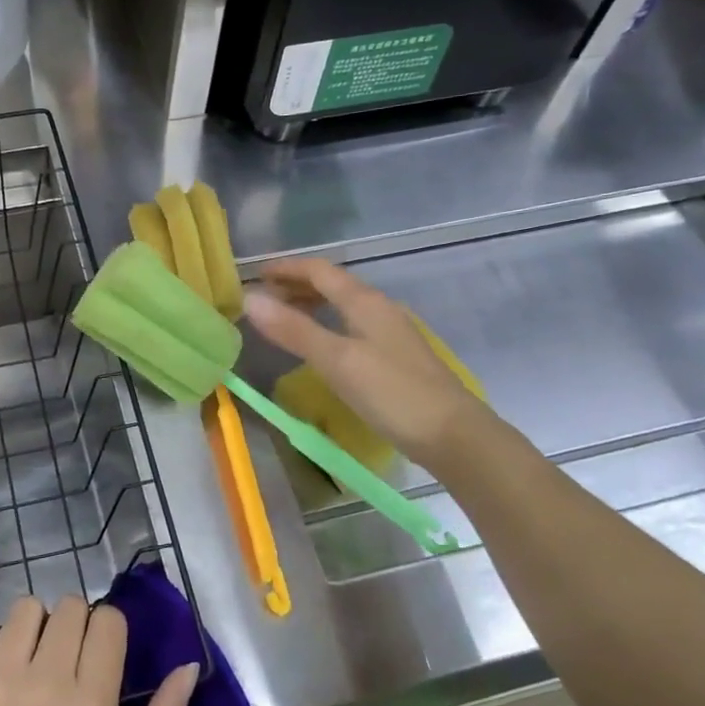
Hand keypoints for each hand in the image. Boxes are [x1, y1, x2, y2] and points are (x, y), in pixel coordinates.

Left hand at [0, 596, 198, 705]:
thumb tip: (186, 667)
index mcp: (91, 703)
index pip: (108, 620)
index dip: (106, 631)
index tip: (96, 655)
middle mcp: (46, 679)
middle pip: (69, 606)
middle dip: (71, 626)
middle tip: (60, 662)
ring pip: (24, 609)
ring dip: (30, 629)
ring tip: (23, 664)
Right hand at [243, 256, 495, 468]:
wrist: (455, 436)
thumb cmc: (393, 394)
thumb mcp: (337, 360)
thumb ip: (293, 330)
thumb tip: (249, 299)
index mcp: (365, 302)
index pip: (319, 271)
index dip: (286, 269)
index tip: (254, 275)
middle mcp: (379, 309)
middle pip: (333, 285)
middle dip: (296, 286)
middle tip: (263, 299)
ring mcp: (391, 334)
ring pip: (343, 306)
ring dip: (311, 305)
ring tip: (284, 319)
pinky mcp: (396, 358)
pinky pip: (352, 327)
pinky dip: (327, 326)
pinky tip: (321, 347)